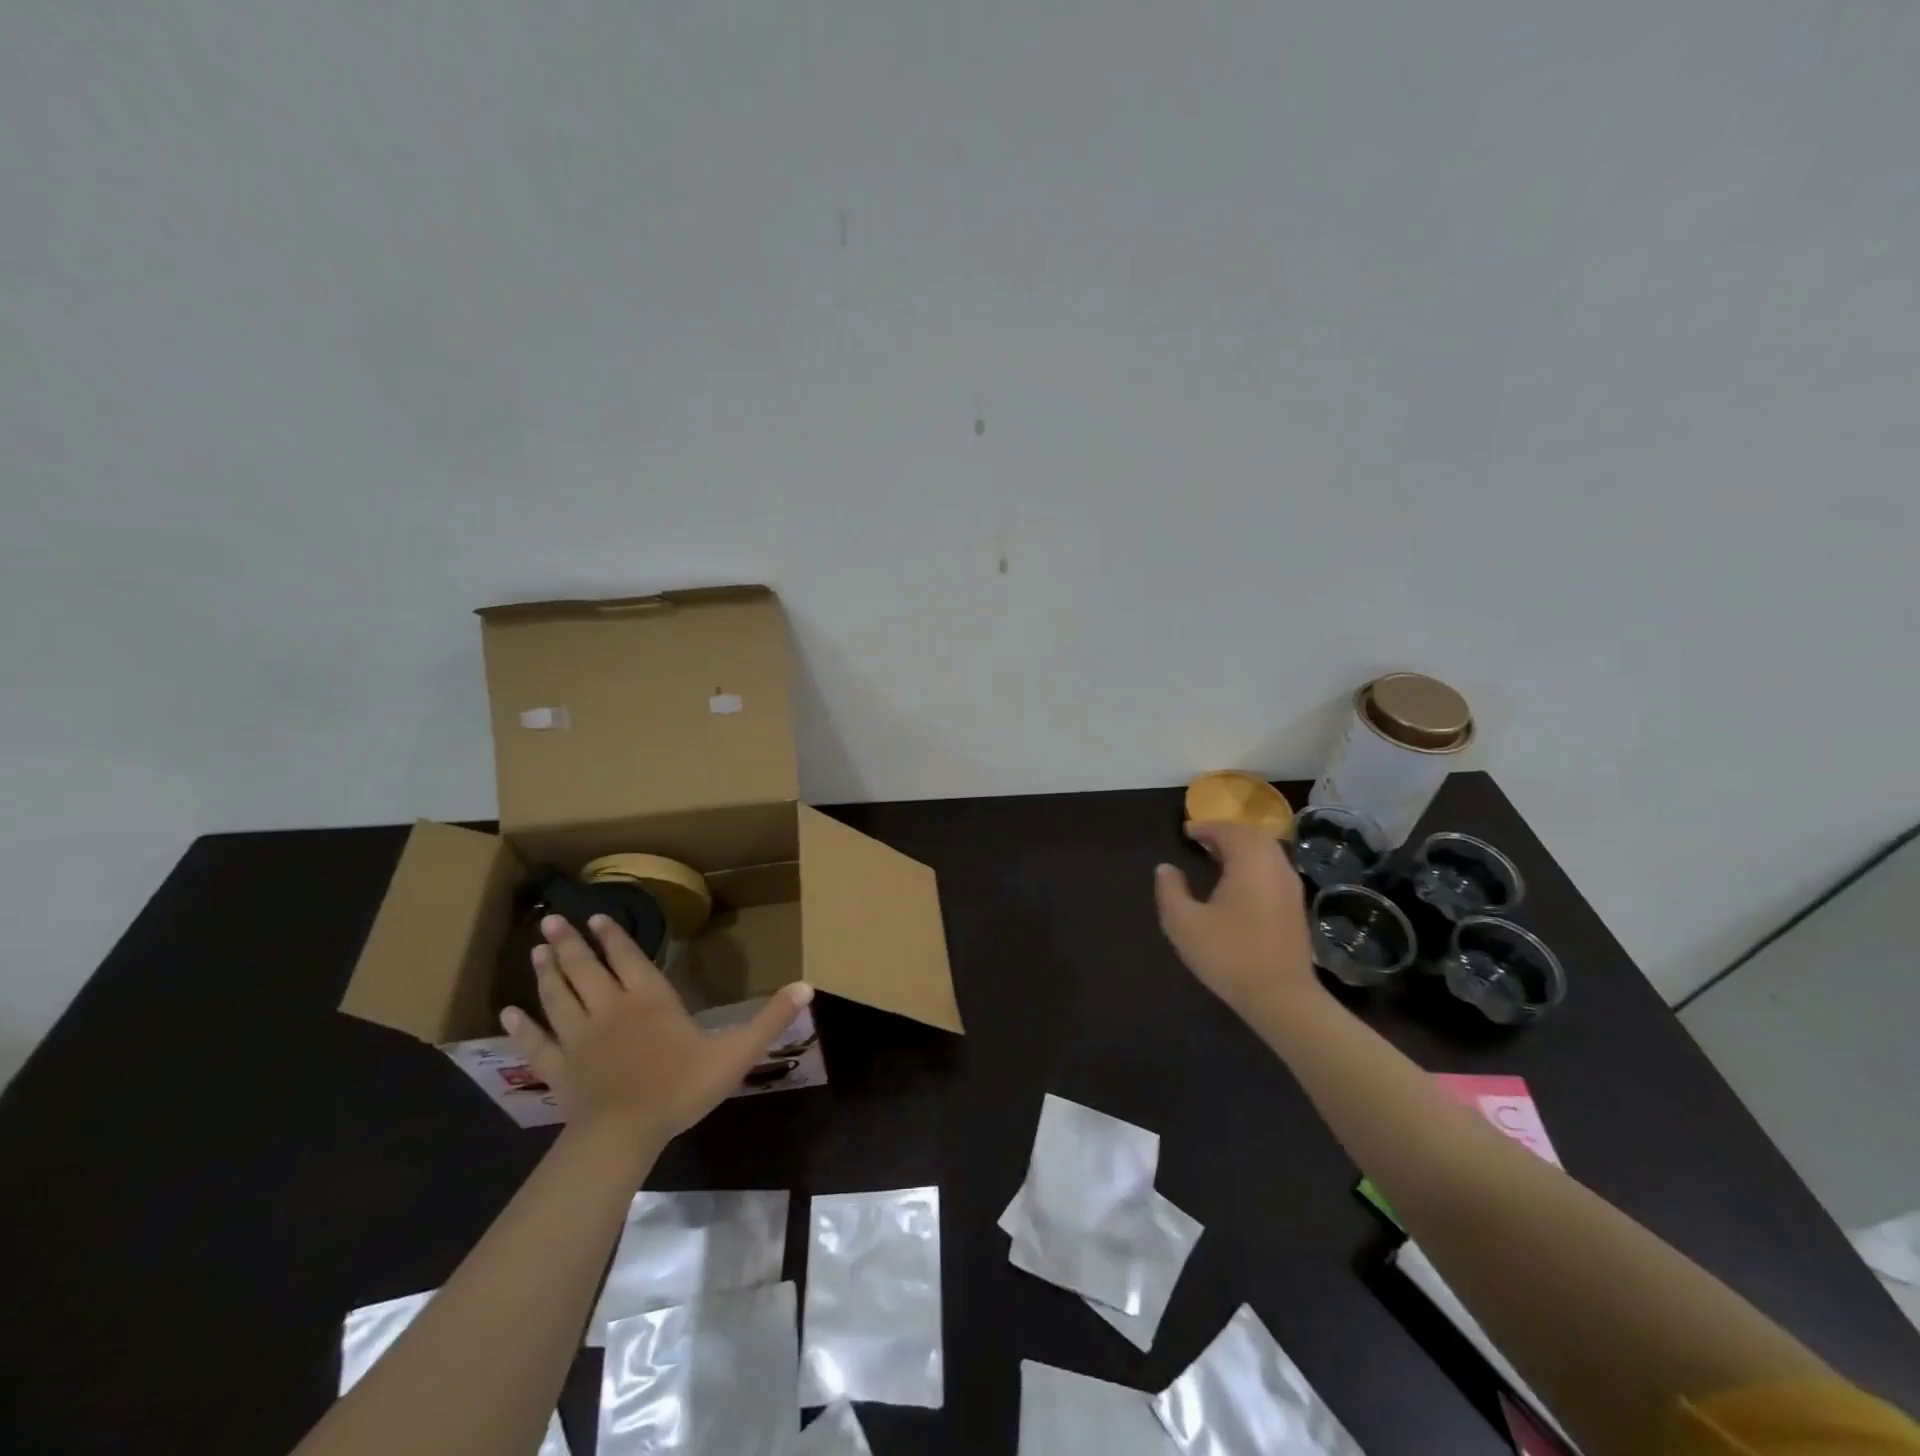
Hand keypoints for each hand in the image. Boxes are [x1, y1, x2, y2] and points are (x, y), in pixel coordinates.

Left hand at [501, 913, 812, 1145]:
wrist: (625, 1133)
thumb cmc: (681, 1087)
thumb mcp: (736, 1052)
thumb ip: (770, 1019)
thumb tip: (807, 986)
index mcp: (649, 999)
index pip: (627, 957)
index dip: (612, 937)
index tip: (595, 917)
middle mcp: (609, 1008)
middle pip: (584, 969)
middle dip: (569, 943)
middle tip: (550, 920)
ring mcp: (579, 1038)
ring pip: (558, 996)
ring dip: (546, 971)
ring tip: (537, 949)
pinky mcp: (559, 1068)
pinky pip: (536, 1042)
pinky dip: (521, 1026)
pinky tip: (507, 1012)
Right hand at [1154, 820, 1319, 1019]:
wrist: (1282, 998)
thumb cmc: (1229, 955)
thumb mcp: (1184, 923)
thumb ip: (1170, 890)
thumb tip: (1166, 868)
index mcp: (1249, 863)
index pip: (1229, 831)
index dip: (1206, 828)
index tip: (1187, 833)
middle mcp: (1275, 867)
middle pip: (1253, 836)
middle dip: (1227, 833)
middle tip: (1203, 841)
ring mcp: (1291, 887)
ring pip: (1268, 852)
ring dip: (1244, 848)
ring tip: (1218, 858)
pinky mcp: (1296, 907)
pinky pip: (1274, 870)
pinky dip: (1256, 864)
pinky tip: (1239, 883)